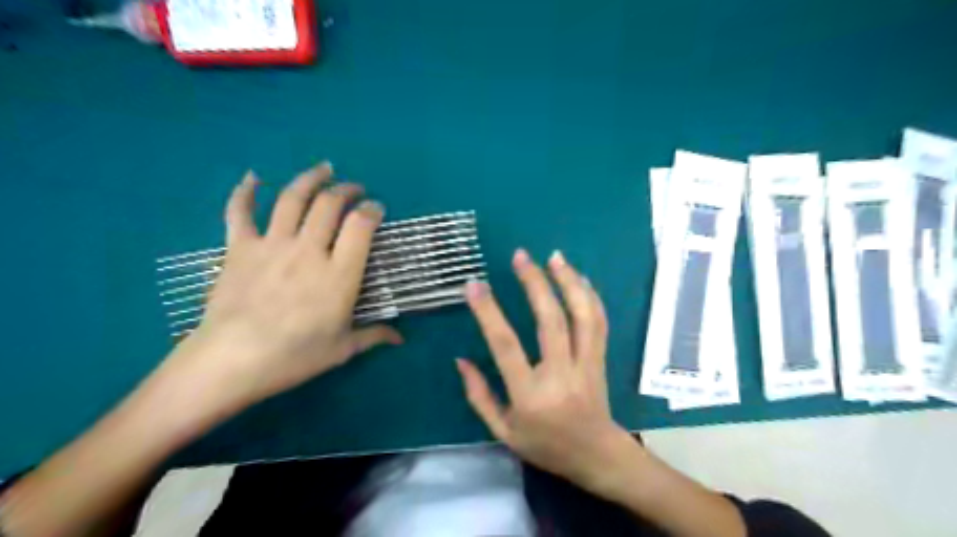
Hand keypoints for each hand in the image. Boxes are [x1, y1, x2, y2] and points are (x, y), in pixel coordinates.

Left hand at [168, 161, 399, 408]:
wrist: (232, 361)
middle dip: (346, 190)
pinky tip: (252, 177)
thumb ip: (374, 336)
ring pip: (293, 198)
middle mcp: (309, 251)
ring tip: (323, 169)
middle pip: (329, 204)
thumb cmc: (294, 357)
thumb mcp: (342, 349)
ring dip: (310, 178)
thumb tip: (401, 338)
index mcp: (339, 274)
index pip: (361, 226)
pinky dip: (245, 191)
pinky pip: (241, 212)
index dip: (372, 210)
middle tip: (354, 189)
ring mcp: (272, 245)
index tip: (376, 208)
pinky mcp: (240, 247)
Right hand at [454, 249, 634, 491]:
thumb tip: (460, 359)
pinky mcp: (600, 359)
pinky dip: (589, 296)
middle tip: (520, 256)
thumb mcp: (503, 431)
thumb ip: (479, 395)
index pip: (506, 346)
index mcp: (530, 395)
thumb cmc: (544, 445)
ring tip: (554, 256)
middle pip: (550, 321)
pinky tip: (578, 277)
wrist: (596, 456)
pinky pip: (598, 322)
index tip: (474, 285)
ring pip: (582, 316)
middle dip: (534, 283)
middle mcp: (560, 374)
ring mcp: (585, 364)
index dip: (489, 313)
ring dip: (569, 282)